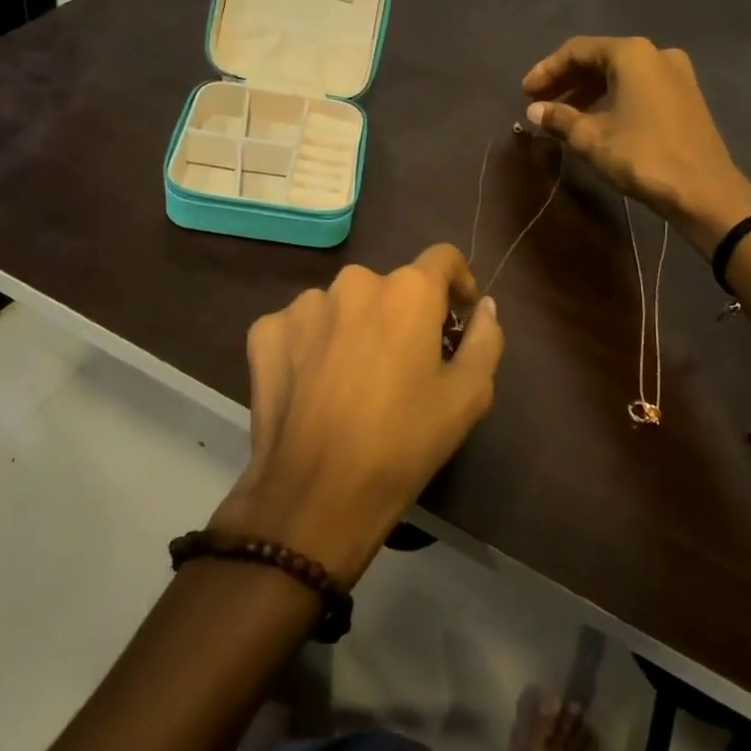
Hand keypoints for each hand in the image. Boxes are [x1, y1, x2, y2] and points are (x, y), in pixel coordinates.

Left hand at [208, 245, 504, 583]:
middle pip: (390, 286)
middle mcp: (353, 282)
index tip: (457, 316)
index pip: (443, 258)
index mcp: (407, 290)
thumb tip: (485, 306)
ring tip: (354, 379)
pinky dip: (313, 345)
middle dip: (403, 314)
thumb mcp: (468, 395)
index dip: (458, 282)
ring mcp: (303, 304)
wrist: (315, 492)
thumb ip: (485, 338)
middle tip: (405, 363)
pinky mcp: (265, 330)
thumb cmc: (403, 442)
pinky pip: (301, 326)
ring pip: (342, 305)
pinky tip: (315, 385)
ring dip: (355, 328)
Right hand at [522, 35, 750, 255]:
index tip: (525, 93)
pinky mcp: (684, 96)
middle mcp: (655, 54)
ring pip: (620, 74)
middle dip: (566, 80)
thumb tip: (534, 109)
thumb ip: (560, 118)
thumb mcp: (591, 138)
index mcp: (632, 54)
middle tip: (539, 102)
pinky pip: (638, 87)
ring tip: (562, 115)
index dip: (547, 70)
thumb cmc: (643, 156)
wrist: (704, 191)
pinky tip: (595, 120)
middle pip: (599, 58)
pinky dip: (612, 98)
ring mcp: (675, 74)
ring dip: (588, 91)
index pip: (577, 50)